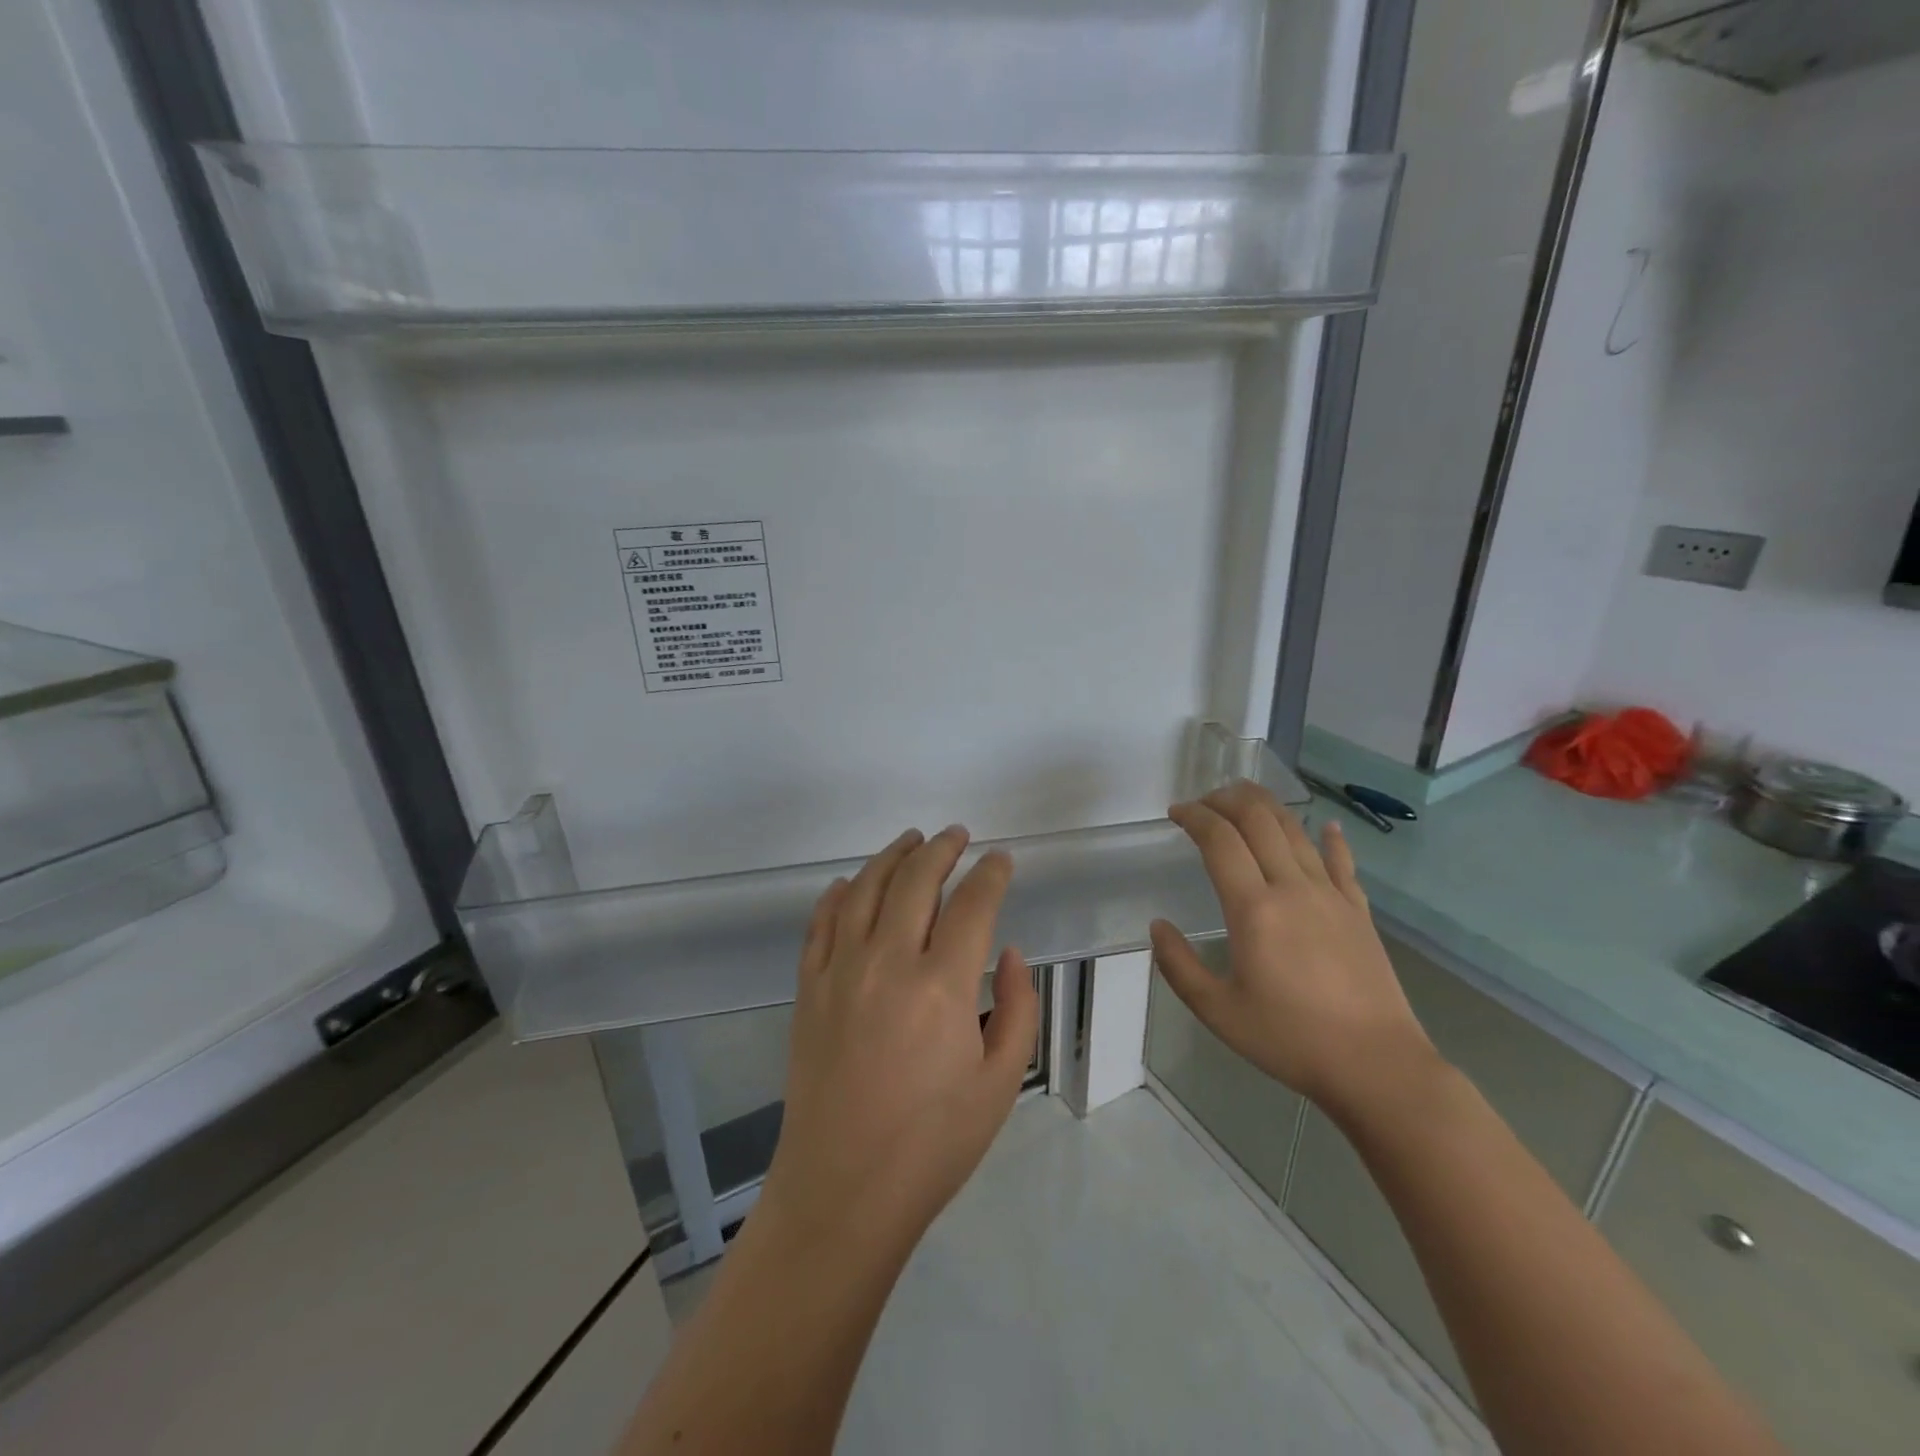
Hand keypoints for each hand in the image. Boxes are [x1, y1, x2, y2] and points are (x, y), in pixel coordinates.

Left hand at [760, 826, 1039, 1260]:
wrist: (842, 1191)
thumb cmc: (933, 1144)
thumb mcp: (1000, 1083)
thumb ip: (1017, 1008)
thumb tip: (1006, 953)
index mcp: (942, 987)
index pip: (973, 904)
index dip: (991, 874)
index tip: (1001, 859)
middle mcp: (888, 963)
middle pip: (916, 880)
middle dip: (942, 849)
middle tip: (957, 835)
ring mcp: (840, 971)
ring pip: (866, 889)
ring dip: (892, 856)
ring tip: (911, 840)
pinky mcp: (809, 988)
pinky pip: (822, 923)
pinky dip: (839, 894)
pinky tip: (851, 884)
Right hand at [1150, 781, 1440, 1123]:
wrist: (1377, 1066)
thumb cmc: (1290, 1040)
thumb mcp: (1218, 1011)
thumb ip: (1178, 965)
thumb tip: (1157, 925)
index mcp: (1253, 909)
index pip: (1219, 840)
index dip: (1195, 816)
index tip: (1176, 813)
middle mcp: (1292, 888)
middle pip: (1259, 820)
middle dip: (1227, 799)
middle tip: (1204, 802)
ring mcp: (1331, 895)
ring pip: (1296, 831)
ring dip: (1267, 806)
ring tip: (1244, 800)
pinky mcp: (1358, 910)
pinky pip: (1342, 861)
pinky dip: (1330, 837)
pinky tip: (1325, 825)